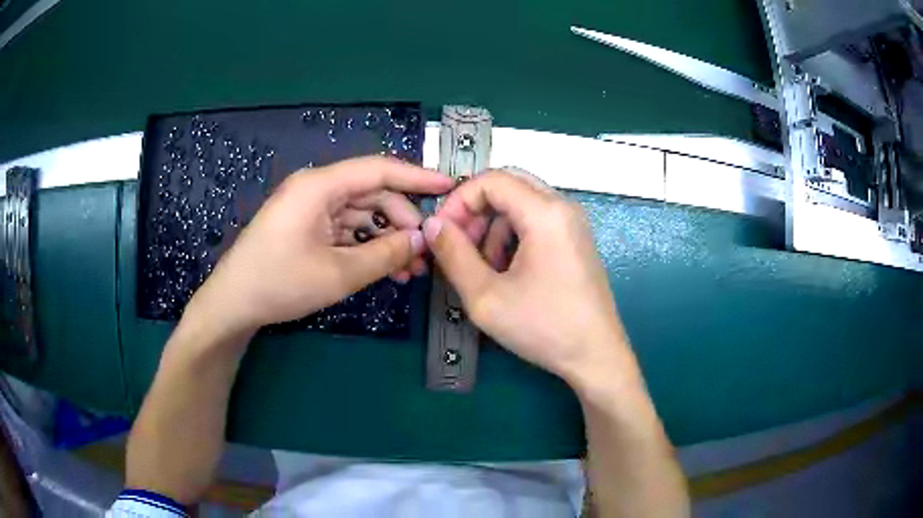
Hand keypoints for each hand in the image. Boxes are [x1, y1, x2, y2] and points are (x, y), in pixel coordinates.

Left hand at [188, 156, 453, 333]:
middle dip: (403, 221)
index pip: (378, 169)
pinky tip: (385, 269)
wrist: (233, 303)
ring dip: (387, 239)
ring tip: (410, 269)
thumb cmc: (279, 283)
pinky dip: (367, 247)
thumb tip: (420, 241)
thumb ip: (385, 255)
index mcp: (320, 186)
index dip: (417, 177)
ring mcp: (311, 209)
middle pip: (373, 194)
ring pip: (362, 215)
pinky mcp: (307, 228)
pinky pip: (346, 230)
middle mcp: (317, 190)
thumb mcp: (338, 274)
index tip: (449, 188)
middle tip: (426, 252)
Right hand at [424, 171, 634, 388]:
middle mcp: (563, 207)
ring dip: (493, 226)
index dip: (458, 201)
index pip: (491, 180)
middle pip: (508, 185)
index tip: (441, 232)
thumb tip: (432, 225)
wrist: (595, 356)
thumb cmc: (543, 328)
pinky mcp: (575, 239)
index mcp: (545, 213)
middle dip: (475, 210)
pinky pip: (536, 221)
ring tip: (481, 267)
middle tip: (457, 244)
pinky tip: (506, 271)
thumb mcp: (485, 296)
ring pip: (521, 203)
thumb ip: (453, 254)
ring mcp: (573, 223)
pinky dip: (512, 236)